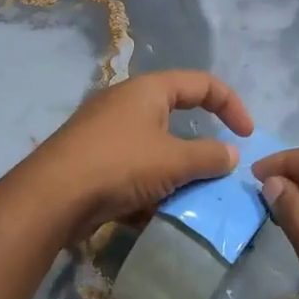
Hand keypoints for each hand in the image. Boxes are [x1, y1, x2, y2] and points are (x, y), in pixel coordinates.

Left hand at [26, 70, 253, 240]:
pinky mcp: (93, 163)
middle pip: (176, 117)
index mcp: (148, 90)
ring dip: (175, 173)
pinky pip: (133, 172)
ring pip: (155, 149)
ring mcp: (106, 133)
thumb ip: (210, 157)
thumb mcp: (174, 160)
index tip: (247, 136)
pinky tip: (154, 215)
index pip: (202, 83)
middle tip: (217, 172)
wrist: (51, 197)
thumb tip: (232, 154)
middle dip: (200, 147)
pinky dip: (148, 190)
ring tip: (189, 199)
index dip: (231, 104)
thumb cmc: (119, 165)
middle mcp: (126, 104)